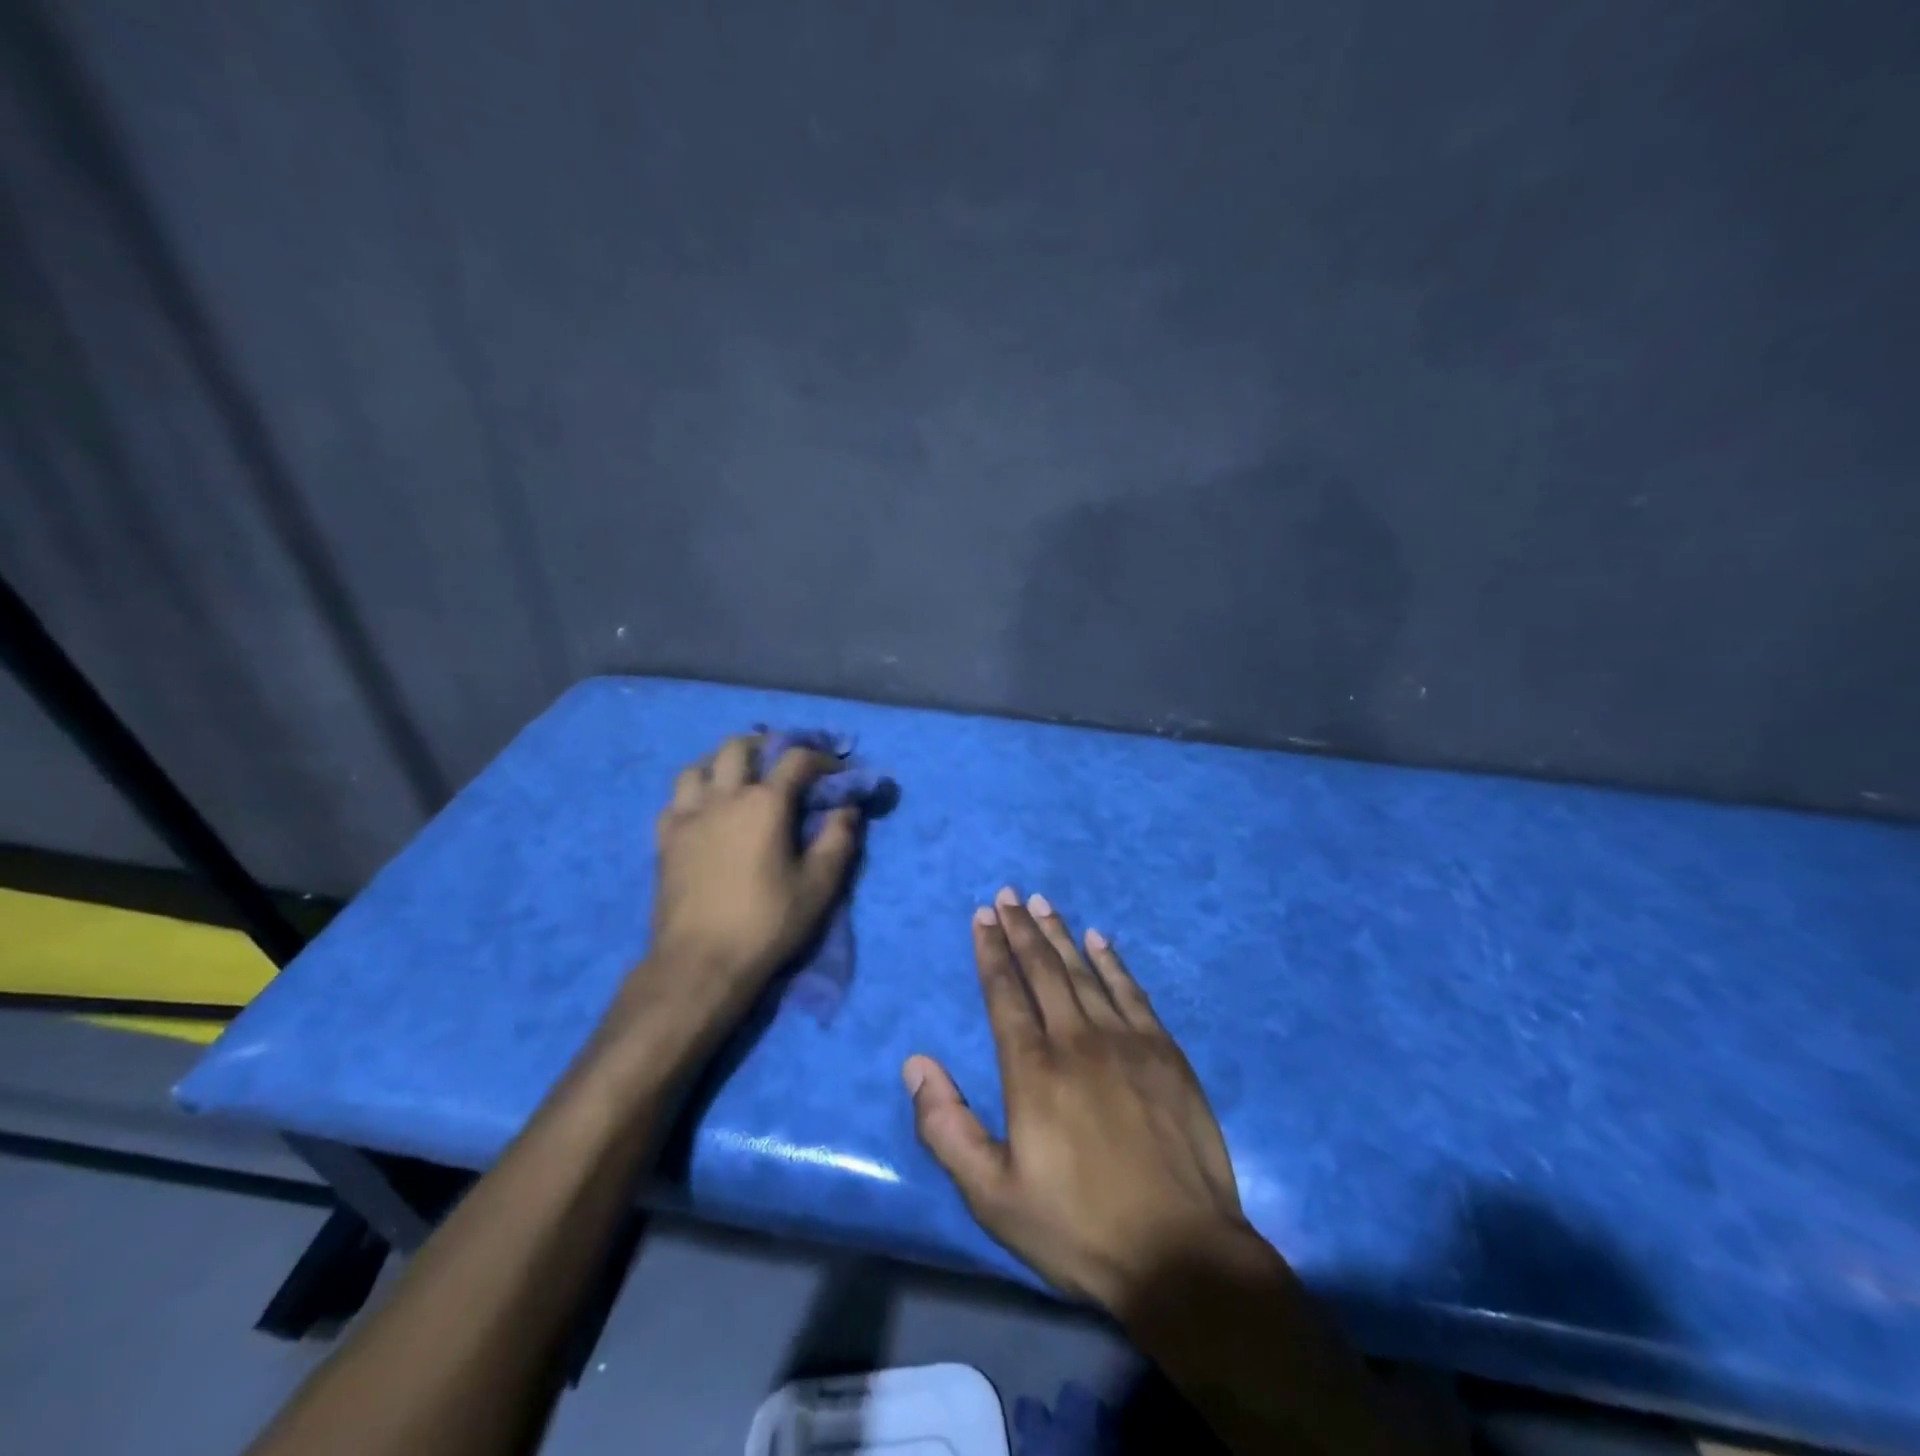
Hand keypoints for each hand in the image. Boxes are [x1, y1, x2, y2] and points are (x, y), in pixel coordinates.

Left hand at [607, 734, 860, 1057]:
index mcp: (765, 803)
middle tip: (780, 763)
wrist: (700, 962)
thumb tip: (847, 809)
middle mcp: (724, 797)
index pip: (796, 759)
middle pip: (738, 748)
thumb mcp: (818, 885)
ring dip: (721, 766)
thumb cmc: (766, 923)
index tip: (835, 772)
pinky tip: (703, 813)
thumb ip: (838, 840)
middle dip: (765, 746)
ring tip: (736, 782)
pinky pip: (675, 800)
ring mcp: (688, 816)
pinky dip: (692, 796)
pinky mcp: (665, 839)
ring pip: (698, 767)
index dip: (820, 758)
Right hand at [905, 887, 1263, 1315]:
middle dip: (1021, 928)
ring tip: (1043, 903)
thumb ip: (947, 1128)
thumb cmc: (1079, 1228)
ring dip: (1060, 934)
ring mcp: (1126, 1041)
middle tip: (1008, 893)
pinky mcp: (1165, 1052)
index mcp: (1032, 1069)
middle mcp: (1076, 1039)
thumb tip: (916, 1063)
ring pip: (1084, 971)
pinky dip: (1112, 961)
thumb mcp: (993, 1196)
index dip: (991, 950)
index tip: (982, 915)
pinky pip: (1131, 991)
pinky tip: (1099, 940)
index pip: (1005, 992)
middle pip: (1043, 969)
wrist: (1182, 1254)